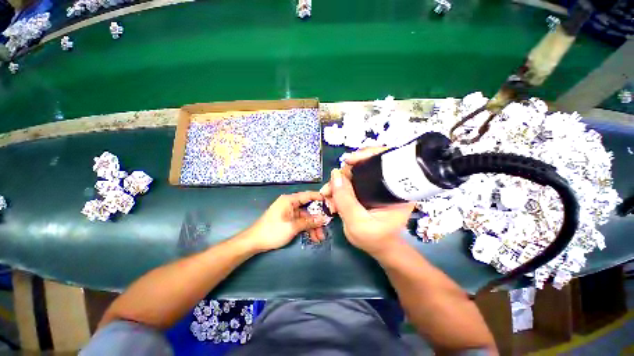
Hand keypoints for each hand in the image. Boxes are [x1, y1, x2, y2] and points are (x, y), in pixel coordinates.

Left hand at [244, 191, 326, 251]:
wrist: (254, 242)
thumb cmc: (272, 231)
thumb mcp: (292, 227)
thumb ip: (309, 222)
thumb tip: (323, 219)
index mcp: (289, 200)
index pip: (308, 195)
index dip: (320, 198)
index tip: (331, 203)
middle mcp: (290, 203)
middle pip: (308, 208)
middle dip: (317, 218)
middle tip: (326, 226)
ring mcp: (289, 212)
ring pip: (306, 216)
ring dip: (313, 226)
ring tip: (320, 238)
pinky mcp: (288, 219)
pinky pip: (301, 221)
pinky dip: (306, 228)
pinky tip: (313, 237)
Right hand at [321, 148, 414, 256]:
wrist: (378, 247)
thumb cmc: (374, 239)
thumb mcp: (357, 222)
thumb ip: (345, 199)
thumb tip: (335, 174)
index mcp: (397, 189)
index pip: (386, 159)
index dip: (367, 155)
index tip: (348, 161)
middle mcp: (389, 182)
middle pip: (365, 165)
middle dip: (344, 174)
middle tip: (329, 189)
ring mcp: (377, 185)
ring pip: (355, 173)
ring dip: (339, 181)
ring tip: (328, 196)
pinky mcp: (368, 189)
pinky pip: (352, 180)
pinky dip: (340, 186)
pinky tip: (333, 196)